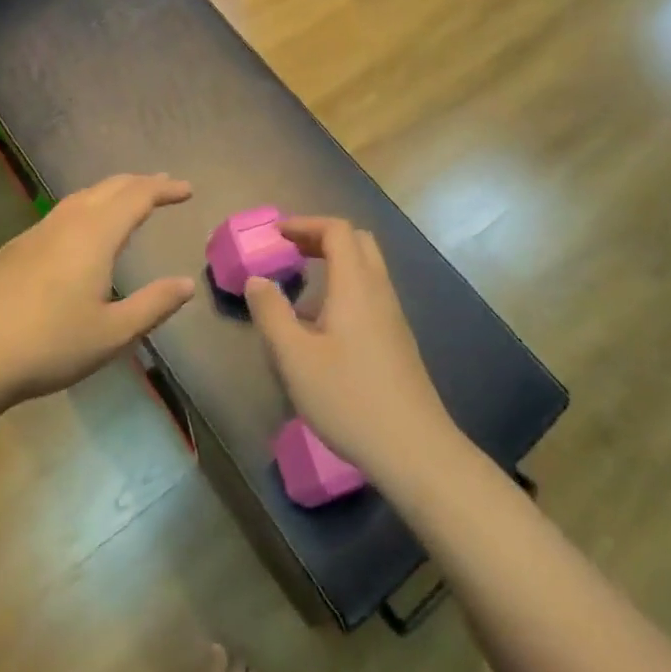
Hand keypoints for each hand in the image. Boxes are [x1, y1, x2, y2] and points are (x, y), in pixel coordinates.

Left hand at [0, 174, 195, 407]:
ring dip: (110, 192)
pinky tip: (79, 234)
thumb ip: (153, 306)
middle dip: (140, 183)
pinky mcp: (12, 251)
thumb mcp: (111, 334)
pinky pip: (60, 214)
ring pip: (80, 198)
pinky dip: (85, 209)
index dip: (164, 189)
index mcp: (95, 235)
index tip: (187, 190)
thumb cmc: (47, 345)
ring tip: (125, 200)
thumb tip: (186, 284)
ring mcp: (35, 234)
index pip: (138, 196)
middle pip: (108, 187)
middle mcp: (66, 223)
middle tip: (163, 185)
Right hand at [245, 217, 455, 480]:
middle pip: (357, 241)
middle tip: (291, 251)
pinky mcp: (398, 339)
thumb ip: (271, 314)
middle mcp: (379, 290)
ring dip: (335, 264)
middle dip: (322, 237)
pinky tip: (324, 327)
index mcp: (355, 284)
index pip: (337, 230)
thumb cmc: (349, 398)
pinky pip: (370, 294)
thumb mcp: (295, 358)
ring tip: (301, 290)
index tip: (277, 234)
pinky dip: (345, 288)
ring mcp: (393, 315)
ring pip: (367, 268)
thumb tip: (257, 280)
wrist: (413, 447)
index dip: (305, 224)